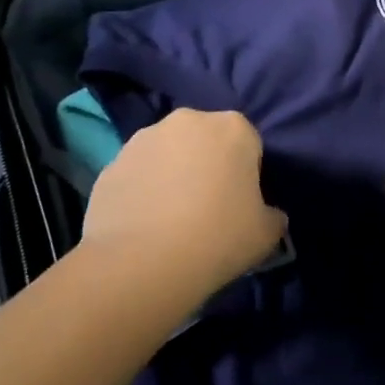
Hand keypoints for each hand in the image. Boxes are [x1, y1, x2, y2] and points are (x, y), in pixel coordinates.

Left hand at [82, 109, 286, 290]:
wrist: (140, 264)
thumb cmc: (217, 238)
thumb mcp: (266, 234)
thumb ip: (273, 216)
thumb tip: (270, 216)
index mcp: (234, 127)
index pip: (249, 143)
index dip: (247, 174)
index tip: (242, 204)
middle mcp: (189, 121)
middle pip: (206, 140)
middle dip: (208, 165)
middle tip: (208, 208)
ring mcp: (144, 139)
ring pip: (169, 153)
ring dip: (173, 174)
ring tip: (171, 219)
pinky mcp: (110, 163)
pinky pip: (138, 174)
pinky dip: (143, 191)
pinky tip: (144, 225)